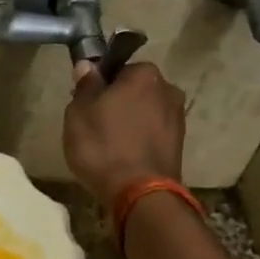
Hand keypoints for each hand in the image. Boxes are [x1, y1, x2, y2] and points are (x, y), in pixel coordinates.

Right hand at [63, 60, 187, 204]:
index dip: (99, 85)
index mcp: (144, 74)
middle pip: (134, 91)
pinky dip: (140, 141)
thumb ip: (86, 85)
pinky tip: (124, 158)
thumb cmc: (104, 146)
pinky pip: (152, 135)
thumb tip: (88, 65)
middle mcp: (168, 89)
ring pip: (145, 113)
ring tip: (109, 146)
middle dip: (117, 103)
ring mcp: (177, 118)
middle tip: (94, 126)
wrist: (140, 193)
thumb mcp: (79, 112)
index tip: (85, 104)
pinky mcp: (180, 145)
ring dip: (129, 123)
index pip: (117, 69)